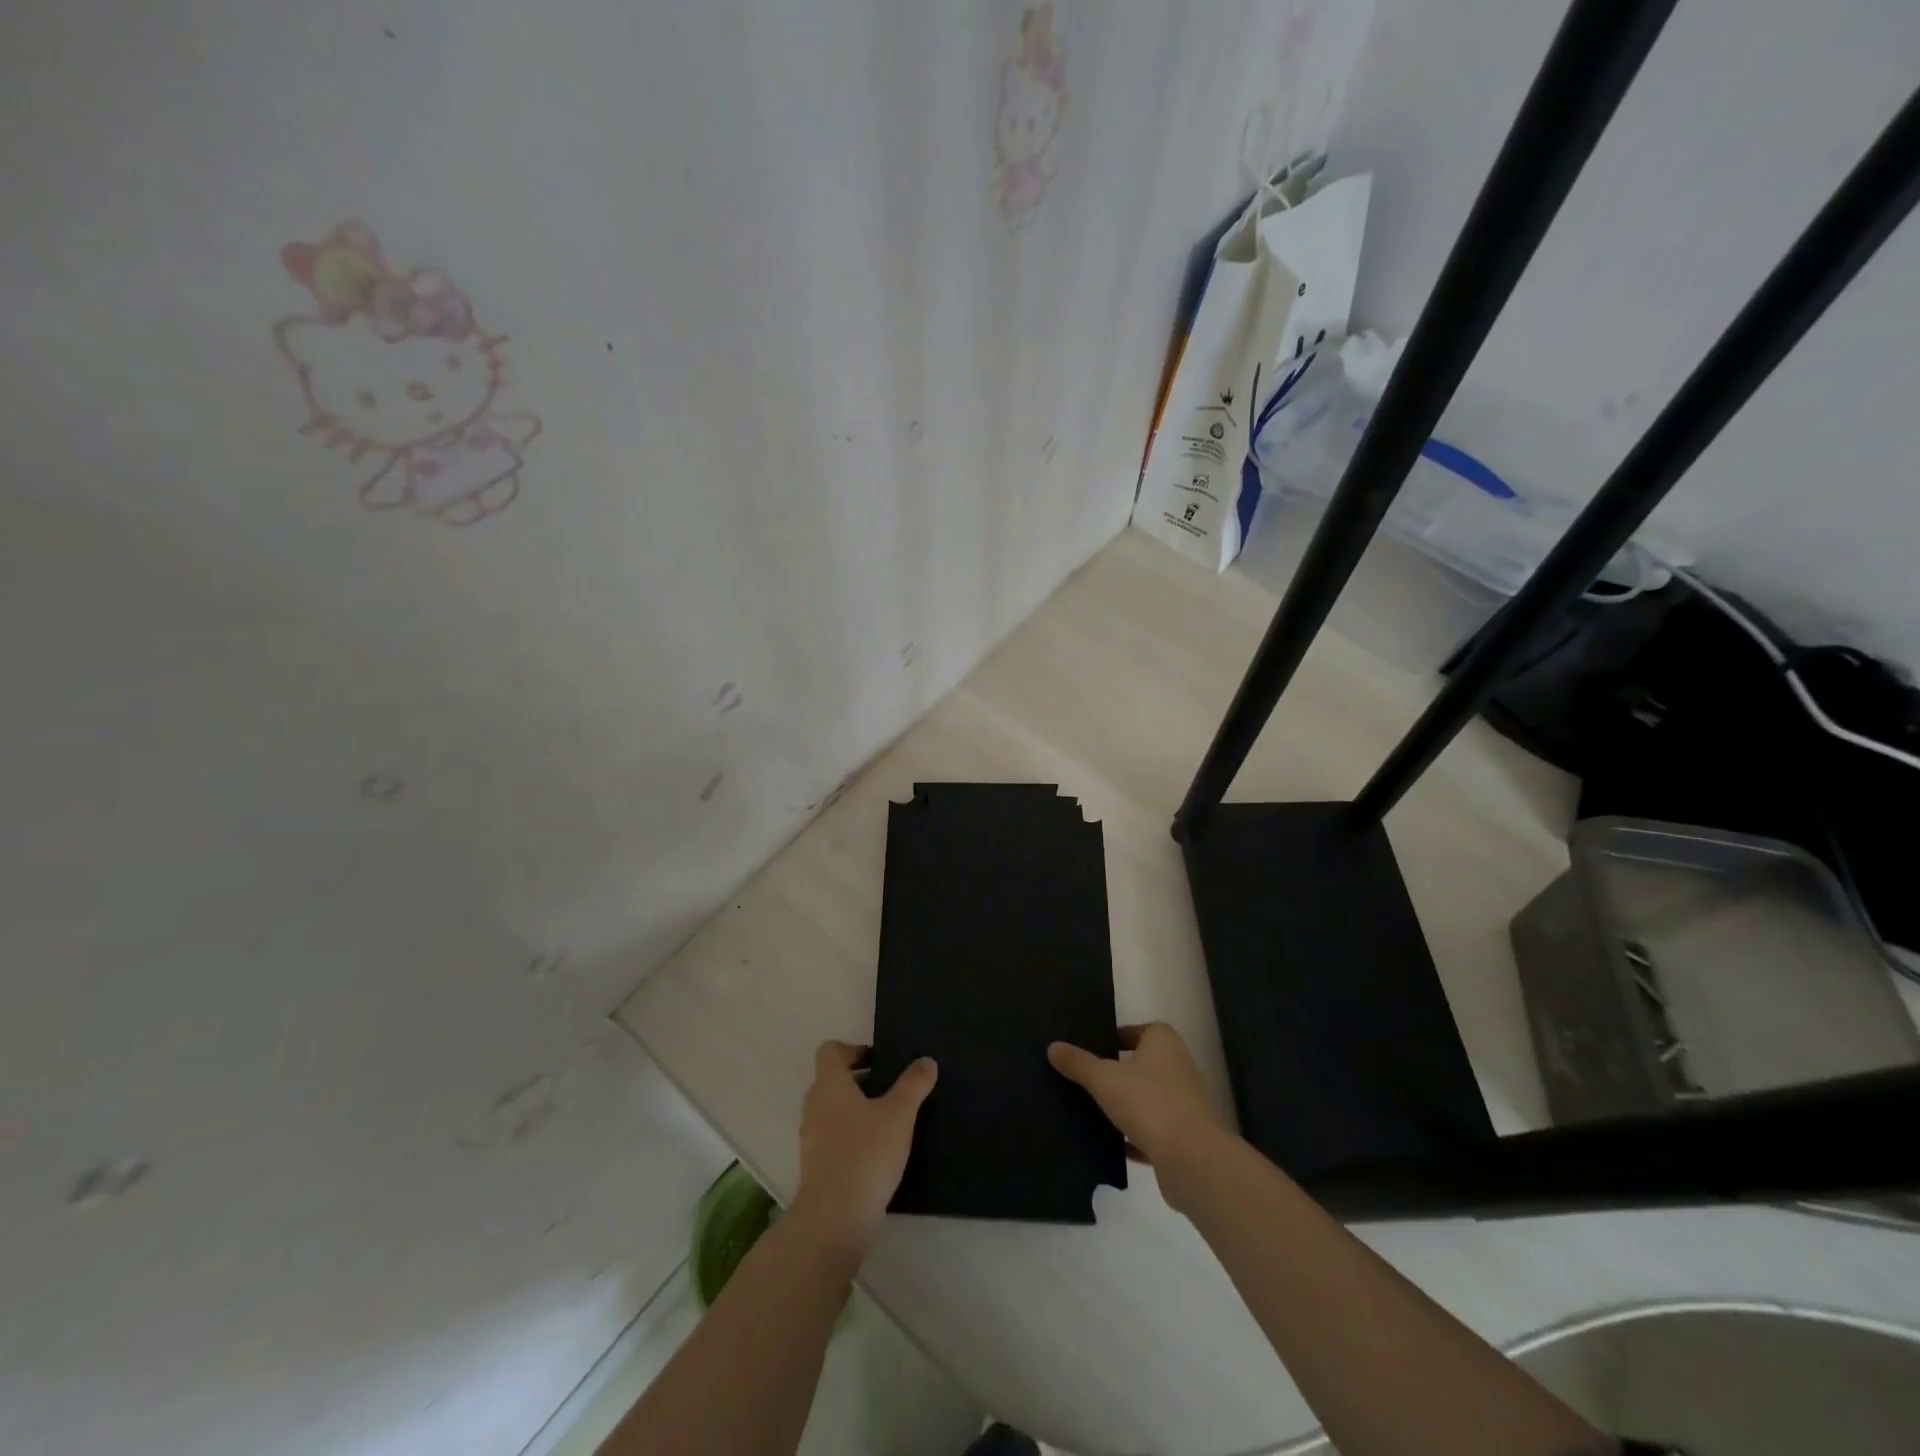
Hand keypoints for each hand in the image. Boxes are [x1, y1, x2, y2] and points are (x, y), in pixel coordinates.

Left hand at [791, 1041, 936, 1257]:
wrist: (834, 1219)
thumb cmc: (866, 1154)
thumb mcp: (899, 1114)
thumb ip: (914, 1084)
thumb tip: (926, 1061)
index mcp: (829, 1084)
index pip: (830, 1051)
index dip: (853, 1049)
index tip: (880, 1061)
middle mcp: (814, 1105)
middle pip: (832, 1079)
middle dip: (861, 1079)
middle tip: (892, 1088)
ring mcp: (811, 1136)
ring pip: (833, 1108)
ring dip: (856, 1107)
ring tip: (889, 1120)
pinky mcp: (815, 1164)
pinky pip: (832, 1135)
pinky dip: (851, 1133)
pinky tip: (877, 1150)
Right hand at [1048, 1022, 1230, 1205]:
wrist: (1191, 1159)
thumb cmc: (1148, 1102)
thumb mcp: (1103, 1078)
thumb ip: (1078, 1063)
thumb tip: (1053, 1047)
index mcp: (1163, 1042)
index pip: (1139, 1030)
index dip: (1116, 1037)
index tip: (1092, 1048)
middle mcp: (1178, 1066)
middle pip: (1143, 1063)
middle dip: (1118, 1072)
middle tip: (1086, 1078)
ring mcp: (1184, 1103)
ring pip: (1148, 1098)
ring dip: (1127, 1105)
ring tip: (1092, 1110)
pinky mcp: (1184, 1137)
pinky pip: (1153, 1130)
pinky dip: (1135, 1136)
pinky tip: (1111, 1144)